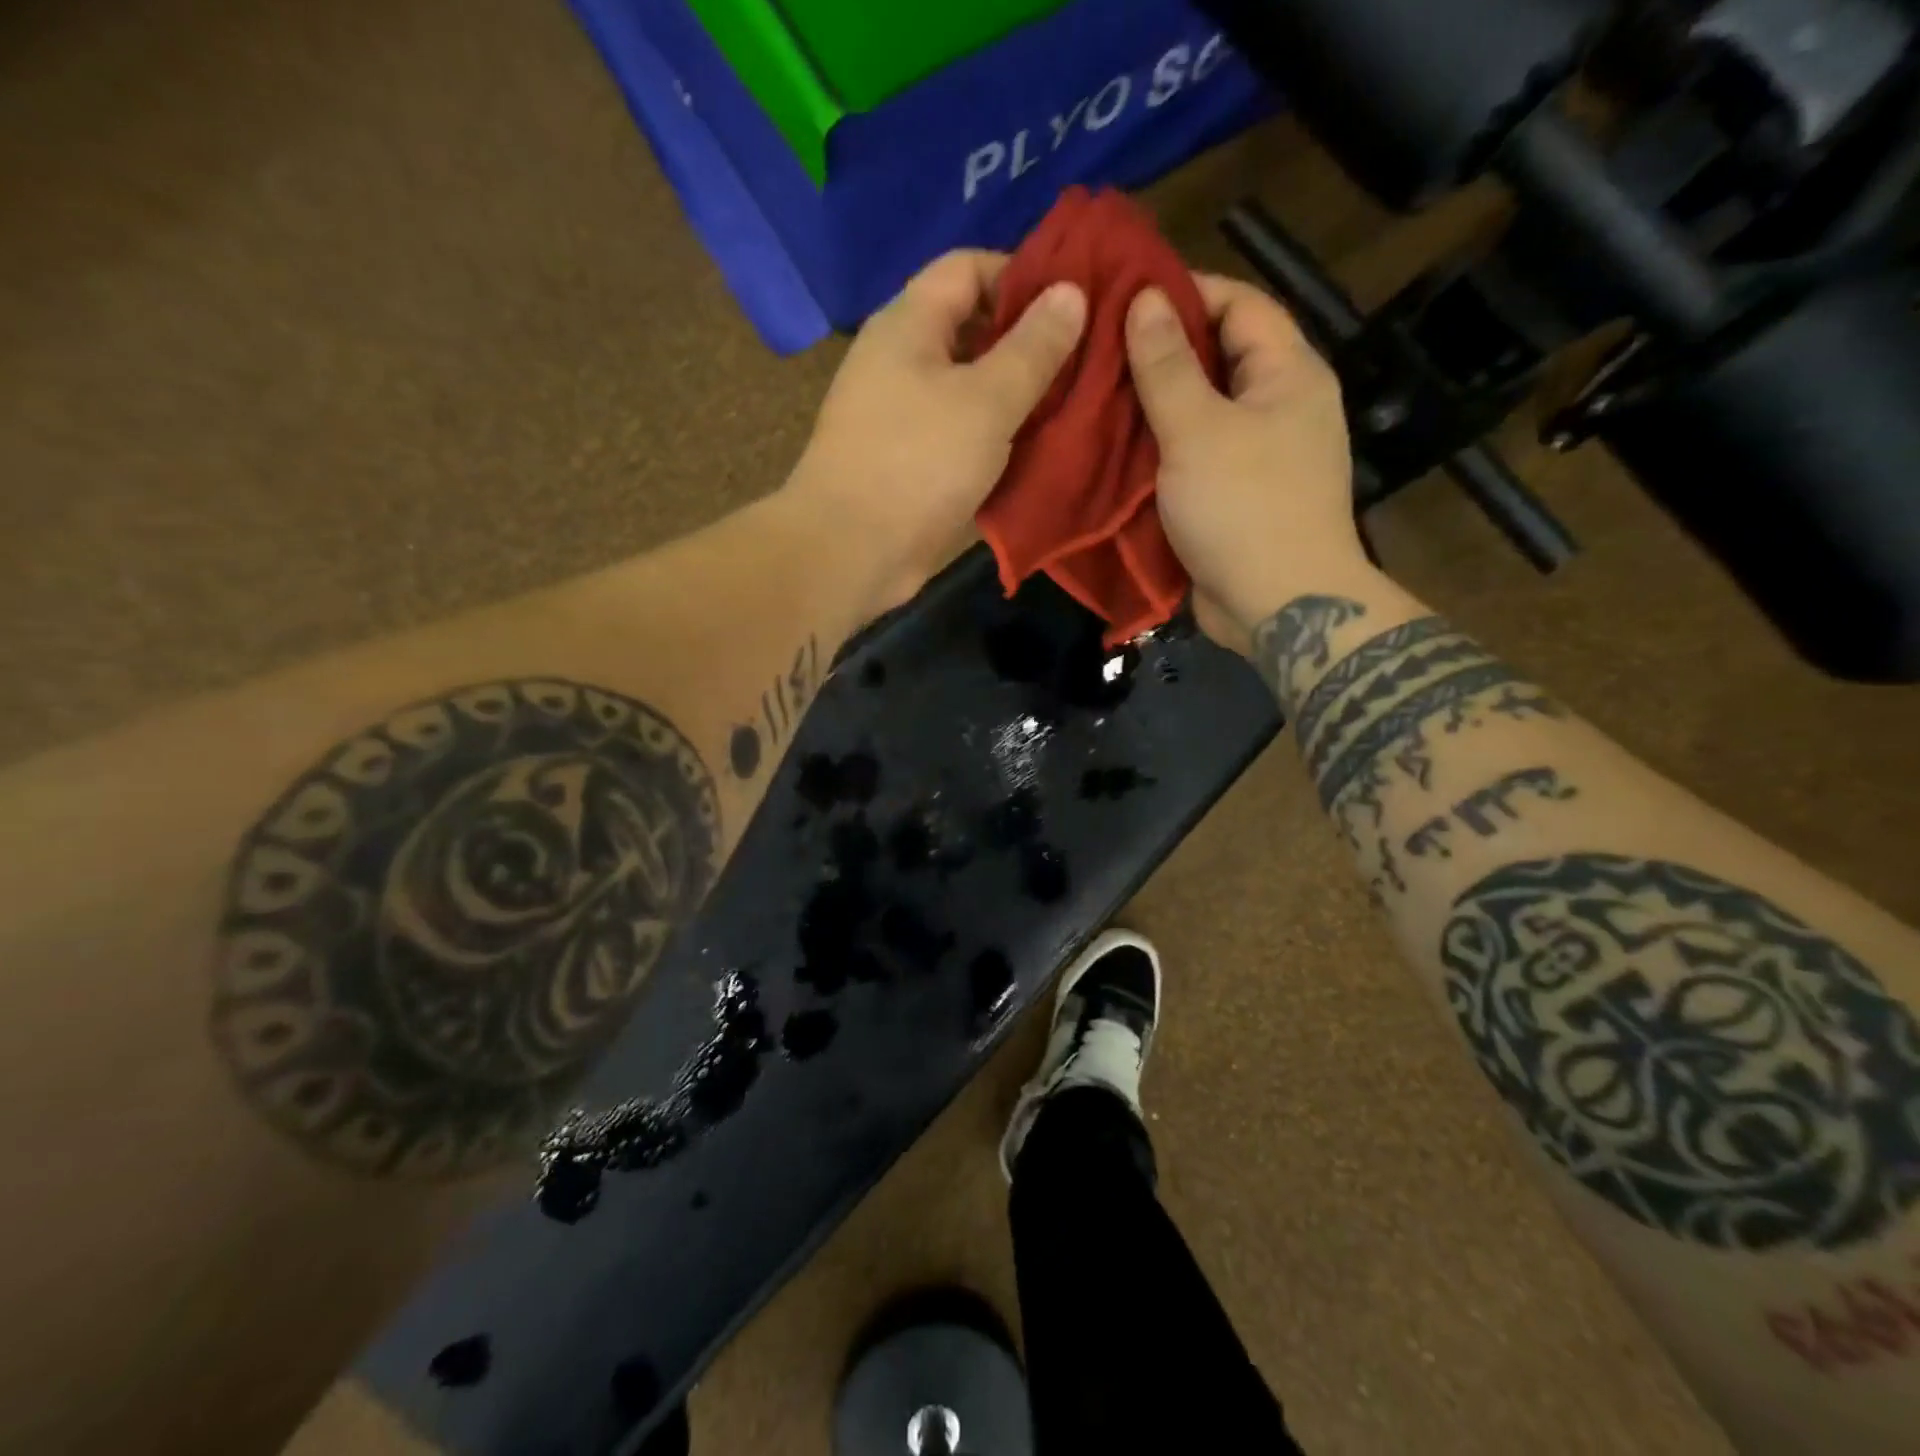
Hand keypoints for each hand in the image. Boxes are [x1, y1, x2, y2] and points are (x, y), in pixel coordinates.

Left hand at [787, 250, 1086, 619]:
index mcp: (908, 324)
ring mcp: (901, 415)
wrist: (851, 552)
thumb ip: (1033, 347)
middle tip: (1084, 361)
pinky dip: (994, 437)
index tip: (1073, 304)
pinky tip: (1035, 450)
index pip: (967, 268)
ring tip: (1072, 406)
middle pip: (970, 329)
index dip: (1022, 275)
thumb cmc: (918, 463)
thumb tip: (1072, 291)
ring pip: (968, 388)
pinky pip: (959, 433)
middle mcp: (900, 361)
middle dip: (1027, 342)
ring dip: (1015, 396)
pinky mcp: (908, 463)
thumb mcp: (987, 400)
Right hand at [1125, 275, 1364, 651]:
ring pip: (1202, 412)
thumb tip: (1145, 299)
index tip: (1124, 297)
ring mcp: (1260, 455)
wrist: (1278, 606)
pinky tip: (1116, 449)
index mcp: (1288, 374)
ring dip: (1155, 406)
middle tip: (1097, 350)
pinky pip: (1196, 457)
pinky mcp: (1237, 497)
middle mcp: (1280, 406)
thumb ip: (1167, 366)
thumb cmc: (1243, 507)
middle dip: (1161, 353)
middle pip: (1219, 358)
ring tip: (1095, 396)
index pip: (1240, 304)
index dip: (1186, 292)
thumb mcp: (1197, 429)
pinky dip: (1161, 450)